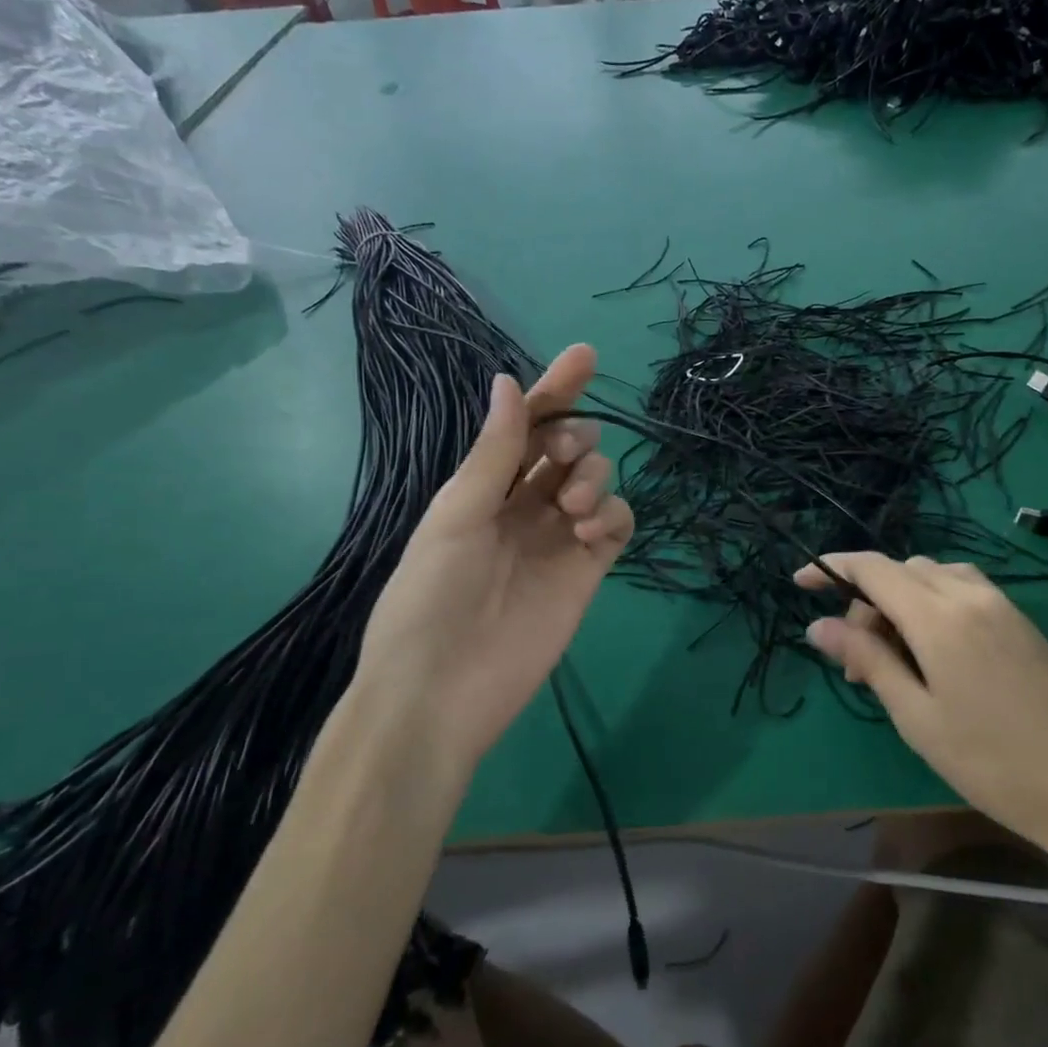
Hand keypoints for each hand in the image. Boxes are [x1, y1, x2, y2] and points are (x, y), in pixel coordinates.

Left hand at [352, 344, 631, 772]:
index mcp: (484, 487)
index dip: (555, 390)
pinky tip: (592, 534)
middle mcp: (524, 506)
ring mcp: (558, 539)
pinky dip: (613, 517)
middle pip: (570, 448)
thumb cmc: (430, 597)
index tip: (585, 354)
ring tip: (571, 509)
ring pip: (598, 482)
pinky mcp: (587, 572)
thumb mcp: (456, 515)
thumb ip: (494, 452)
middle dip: (577, 437)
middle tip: (567, 456)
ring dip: (594, 477)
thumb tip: (509, 381)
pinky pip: (616, 526)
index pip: (527, 426)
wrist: (442, 692)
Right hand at [796, 554, 1047, 860]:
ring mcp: (1001, 604)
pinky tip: (932, 650)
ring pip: (932, 576)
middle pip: (901, 571)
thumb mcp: (916, 715)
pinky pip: (961, 589)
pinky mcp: (1020, 620)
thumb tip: (817, 626)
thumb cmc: (992, 762)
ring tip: (894, 657)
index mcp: (939, 616)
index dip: (832, 567)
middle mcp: (969, 595)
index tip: (801, 582)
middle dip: (866, 601)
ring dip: (900, 600)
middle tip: (857, 664)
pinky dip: (932, 603)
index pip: (873, 568)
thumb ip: (867, 660)